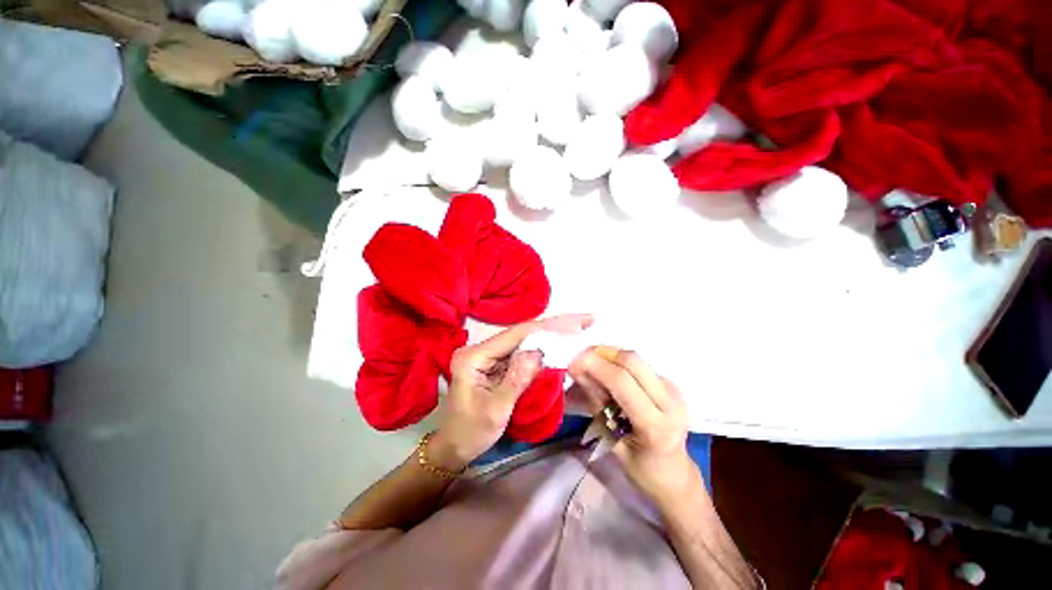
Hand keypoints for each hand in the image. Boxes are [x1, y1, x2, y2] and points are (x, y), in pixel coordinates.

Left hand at [430, 314, 593, 470]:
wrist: (453, 447)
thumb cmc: (470, 433)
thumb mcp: (494, 411)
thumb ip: (516, 381)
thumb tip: (538, 353)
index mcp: (474, 356)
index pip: (515, 335)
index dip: (546, 327)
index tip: (574, 322)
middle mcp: (480, 349)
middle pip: (521, 333)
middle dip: (553, 327)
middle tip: (584, 320)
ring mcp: (488, 355)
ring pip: (523, 340)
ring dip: (550, 335)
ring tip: (577, 327)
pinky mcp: (496, 363)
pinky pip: (521, 352)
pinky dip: (541, 348)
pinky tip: (558, 342)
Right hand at [569, 348, 702, 506]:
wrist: (675, 473)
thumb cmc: (641, 468)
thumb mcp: (612, 441)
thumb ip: (596, 403)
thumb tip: (577, 370)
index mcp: (655, 426)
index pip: (622, 382)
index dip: (595, 366)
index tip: (572, 363)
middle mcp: (670, 401)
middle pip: (632, 361)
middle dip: (601, 354)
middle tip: (580, 360)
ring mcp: (673, 389)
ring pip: (635, 359)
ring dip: (608, 356)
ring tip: (590, 365)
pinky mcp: (670, 383)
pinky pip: (639, 364)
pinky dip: (617, 362)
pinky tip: (606, 372)